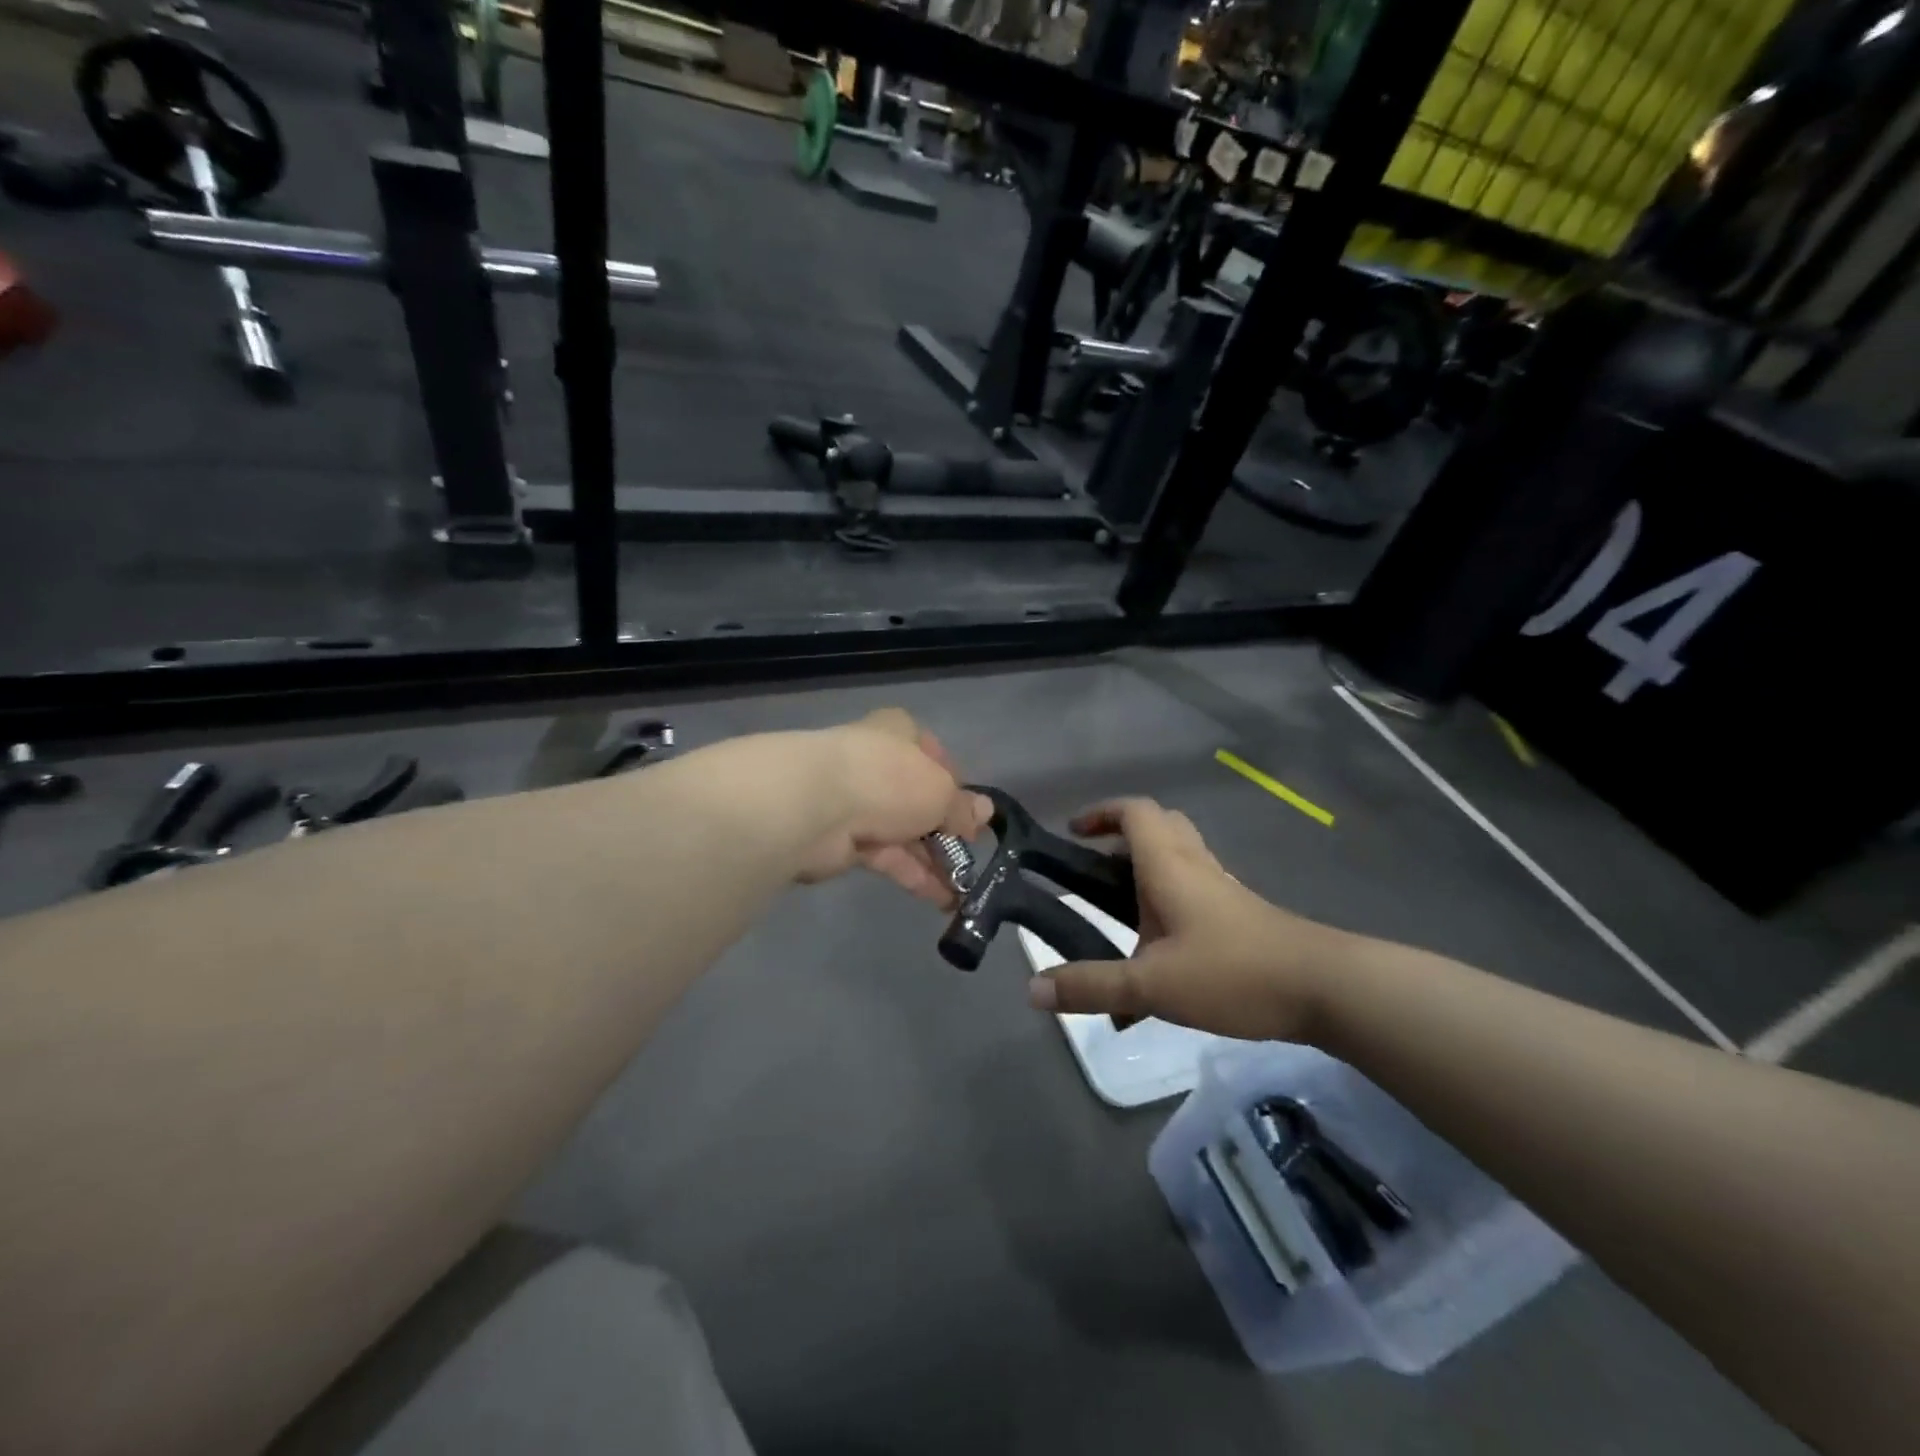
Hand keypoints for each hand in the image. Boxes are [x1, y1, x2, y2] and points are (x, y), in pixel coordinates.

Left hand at [794, 709, 990, 907]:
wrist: (816, 805)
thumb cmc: (889, 779)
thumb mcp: (941, 791)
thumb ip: (961, 808)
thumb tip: (984, 814)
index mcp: (898, 732)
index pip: (931, 753)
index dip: (954, 782)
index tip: (972, 811)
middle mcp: (876, 762)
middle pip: (917, 796)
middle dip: (945, 828)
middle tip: (972, 854)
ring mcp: (857, 801)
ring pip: (903, 831)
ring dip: (933, 859)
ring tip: (965, 888)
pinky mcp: (842, 839)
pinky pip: (887, 856)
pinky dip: (913, 874)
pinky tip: (942, 898)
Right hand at [1027, 799, 1351, 1042]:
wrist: (1324, 988)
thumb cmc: (1233, 972)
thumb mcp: (1152, 985)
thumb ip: (1092, 987)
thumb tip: (1032, 990)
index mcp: (1169, 865)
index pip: (1134, 812)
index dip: (1101, 812)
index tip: (1073, 831)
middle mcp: (1195, 865)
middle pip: (1159, 825)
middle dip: (1122, 836)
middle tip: (1094, 866)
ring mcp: (1221, 888)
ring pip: (1179, 854)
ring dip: (1146, 866)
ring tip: (1118, 907)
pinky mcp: (1239, 913)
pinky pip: (1195, 886)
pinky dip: (1168, 897)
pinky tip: (1160, 946)